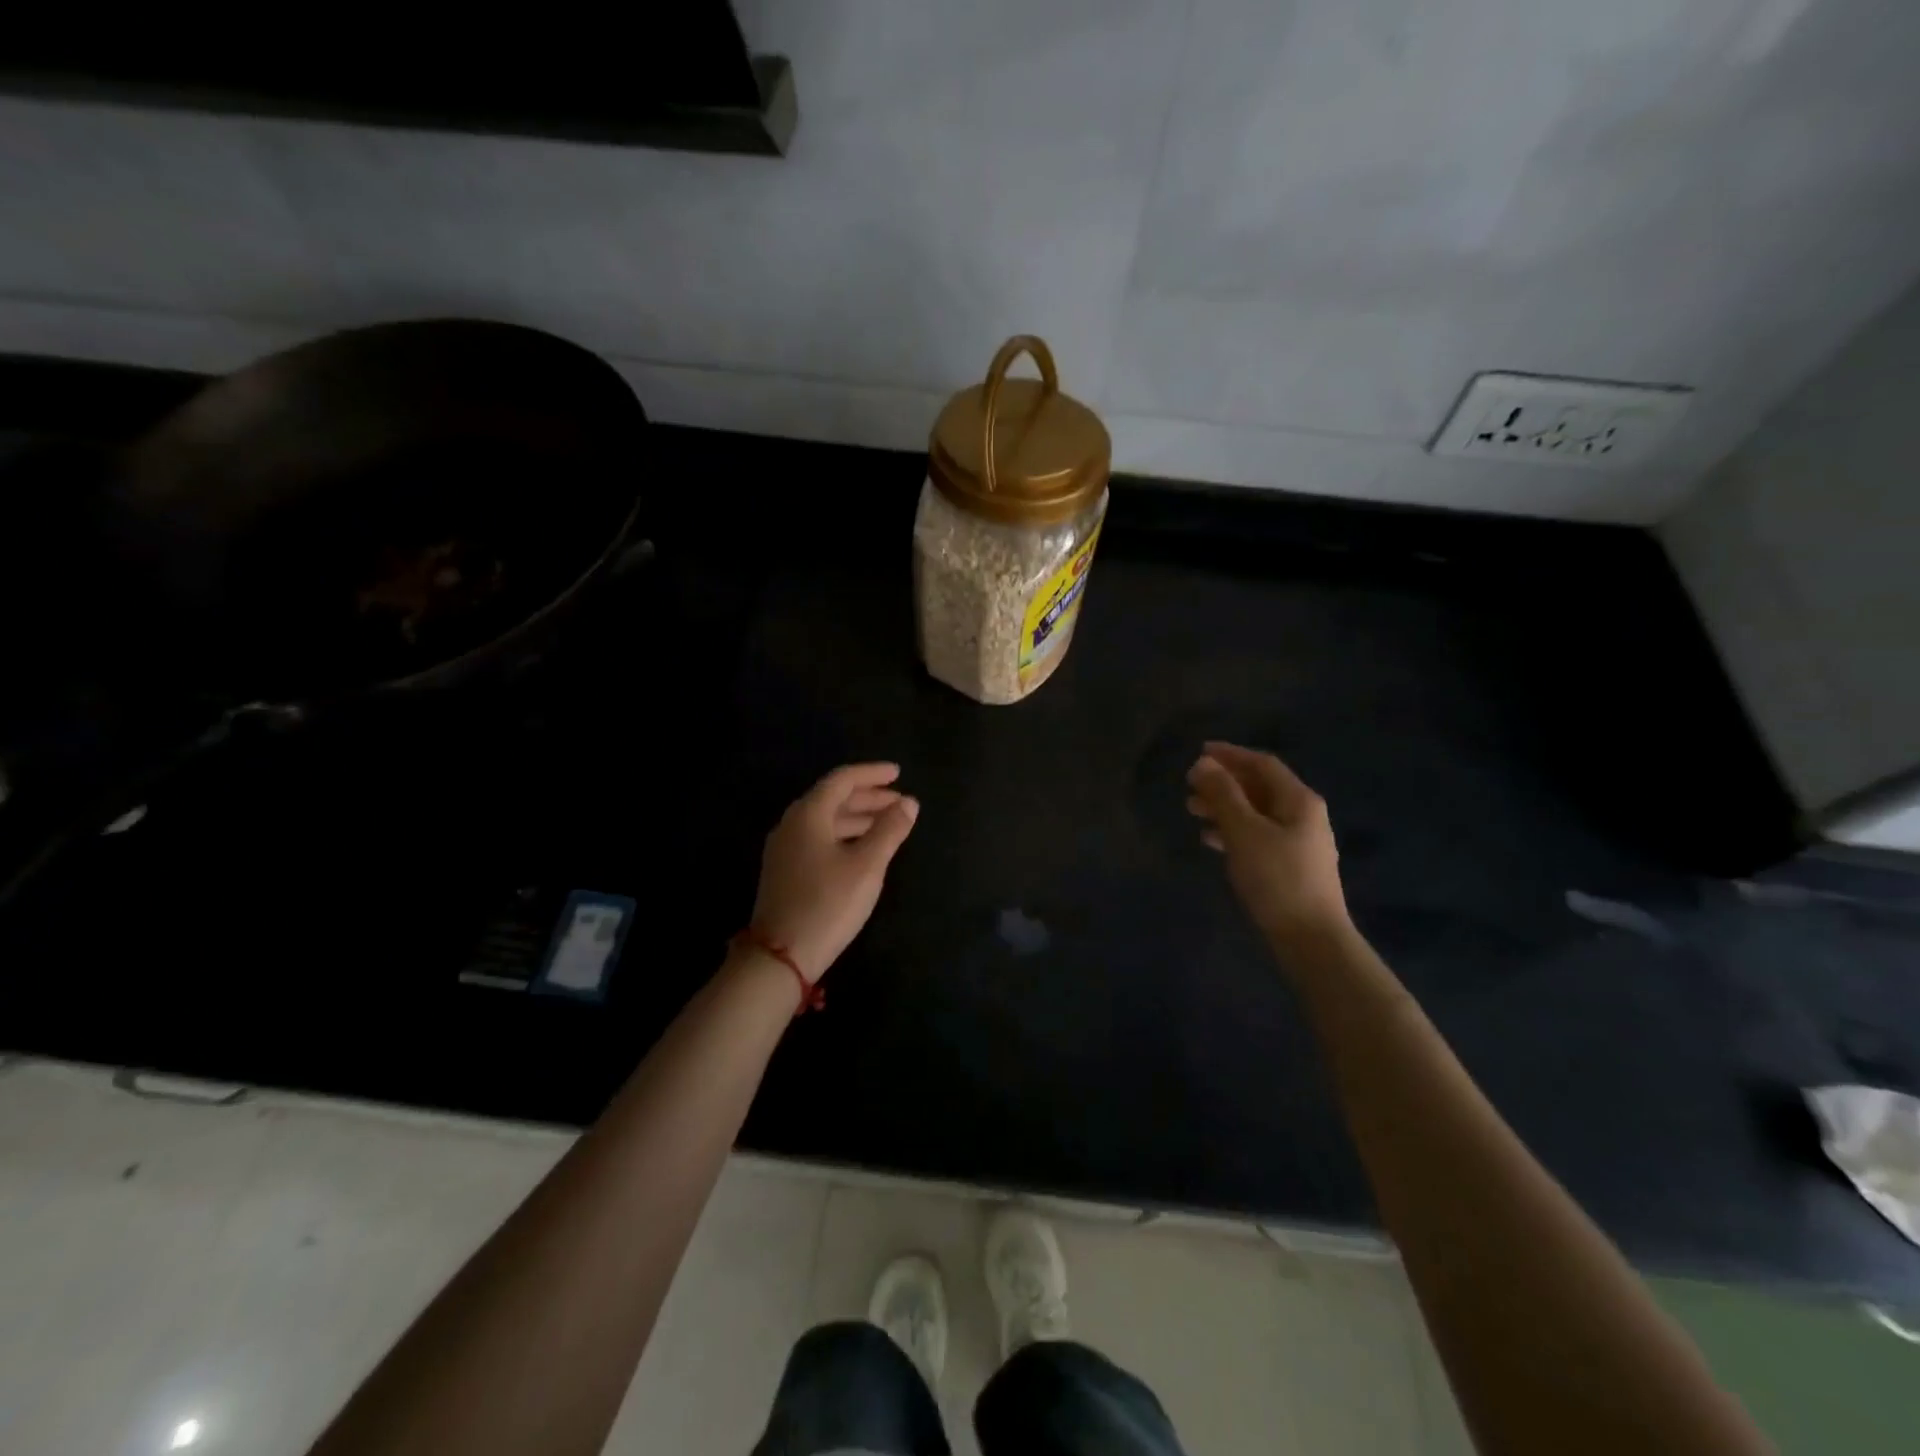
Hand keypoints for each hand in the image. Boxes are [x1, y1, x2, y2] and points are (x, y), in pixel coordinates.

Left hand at [751, 763, 919, 981]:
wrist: (780, 955)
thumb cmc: (828, 903)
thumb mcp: (867, 865)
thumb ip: (890, 830)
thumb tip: (909, 803)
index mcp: (808, 814)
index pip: (842, 780)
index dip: (872, 774)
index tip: (898, 773)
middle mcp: (792, 824)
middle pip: (833, 798)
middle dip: (869, 797)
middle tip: (900, 802)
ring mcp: (785, 849)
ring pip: (827, 821)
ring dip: (858, 818)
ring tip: (889, 824)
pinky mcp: (786, 871)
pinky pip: (820, 839)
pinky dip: (845, 835)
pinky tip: (863, 849)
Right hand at [1186, 741, 1348, 946]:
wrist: (1310, 938)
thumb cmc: (1277, 878)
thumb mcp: (1244, 831)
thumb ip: (1223, 795)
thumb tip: (1202, 763)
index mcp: (1299, 800)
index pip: (1262, 764)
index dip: (1230, 754)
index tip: (1198, 752)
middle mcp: (1303, 815)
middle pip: (1259, 787)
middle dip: (1223, 782)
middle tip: (1189, 785)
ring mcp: (1299, 842)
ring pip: (1256, 812)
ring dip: (1224, 807)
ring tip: (1192, 811)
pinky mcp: (1290, 866)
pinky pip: (1257, 835)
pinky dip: (1232, 831)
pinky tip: (1210, 840)